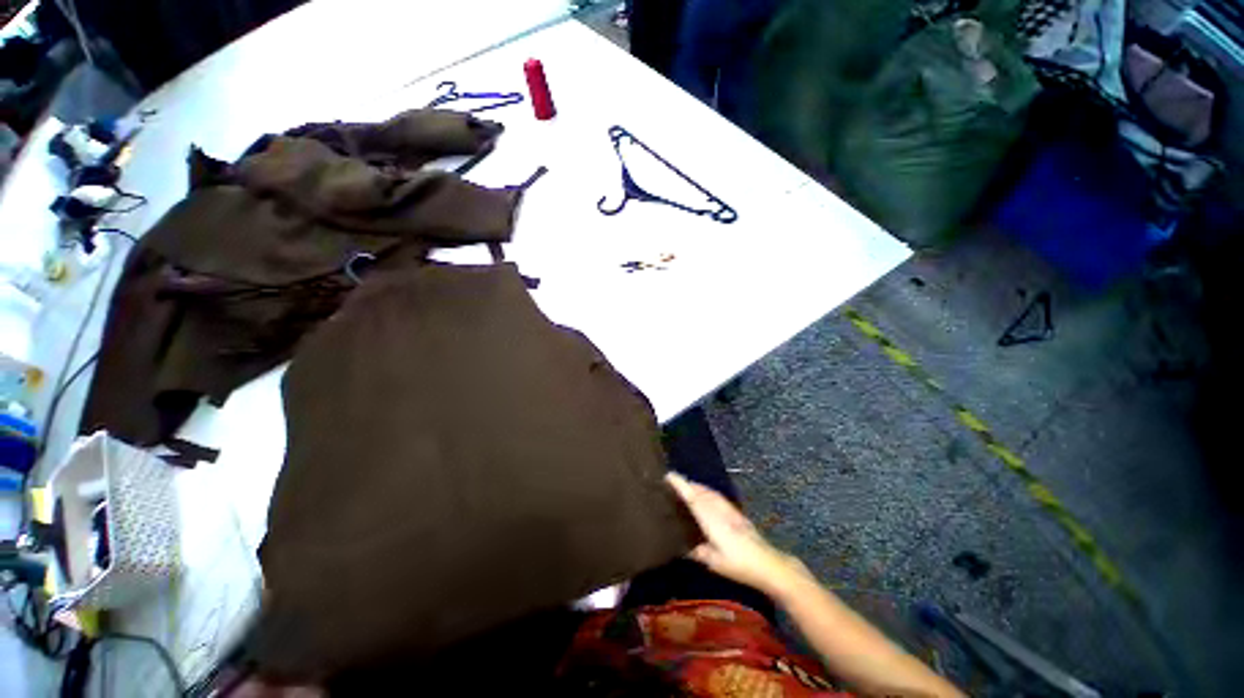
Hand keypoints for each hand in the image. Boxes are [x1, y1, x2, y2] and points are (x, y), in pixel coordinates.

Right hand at [666, 472, 807, 596]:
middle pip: (701, 491)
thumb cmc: (740, 565)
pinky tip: (707, 498)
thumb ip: (699, 552)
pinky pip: (718, 497)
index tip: (669, 475)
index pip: (693, 498)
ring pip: (710, 493)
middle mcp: (720, 510)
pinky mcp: (737, 514)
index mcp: (711, 520)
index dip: (681, 485)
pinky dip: (708, 493)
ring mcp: (730, 511)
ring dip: (698, 487)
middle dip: (687, 483)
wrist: (769, 564)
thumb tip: (684, 548)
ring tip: (687, 487)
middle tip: (673, 481)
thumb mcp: (715, 563)